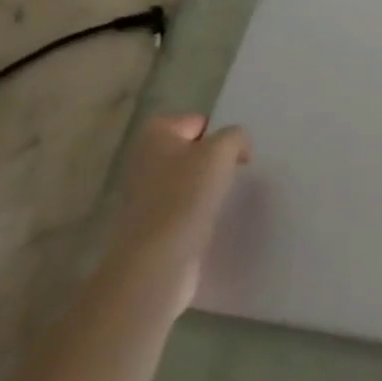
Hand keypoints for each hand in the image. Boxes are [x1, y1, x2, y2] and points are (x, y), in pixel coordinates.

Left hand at [109, 113, 250, 310]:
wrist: (158, 258)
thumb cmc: (187, 195)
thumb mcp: (221, 151)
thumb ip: (235, 136)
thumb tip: (238, 147)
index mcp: (155, 135)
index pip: (197, 121)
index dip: (221, 135)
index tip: (237, 155)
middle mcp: (144, 159)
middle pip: (191, 151)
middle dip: (214, 161)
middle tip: (235, 174)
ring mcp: (144, 193)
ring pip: (187, 181)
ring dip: (207, 188)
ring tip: (224, 199)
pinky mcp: (151, 223)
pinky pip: (183, 207)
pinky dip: (198, 212)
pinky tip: (211, 221)